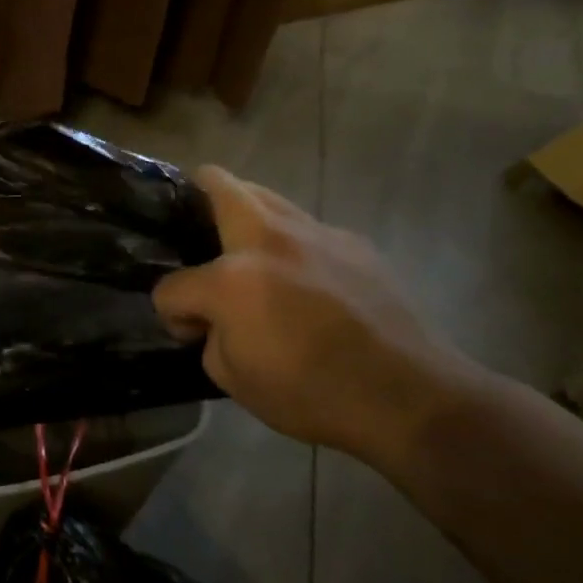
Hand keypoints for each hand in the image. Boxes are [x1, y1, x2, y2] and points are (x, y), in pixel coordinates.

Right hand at [153, 167, 483, 464]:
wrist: (410, 397)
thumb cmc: (312, 393)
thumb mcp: (232, 378)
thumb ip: (210, 336)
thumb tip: (214, 320)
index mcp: (231, 279)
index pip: (172, 286)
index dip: (172, 312)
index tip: (190, 332)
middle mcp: (270, 241)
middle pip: (219, 185)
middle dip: (197, 195)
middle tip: (194, 226)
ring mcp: (317, 235)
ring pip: (266, 195)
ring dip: (245, 212)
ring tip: (246, 249)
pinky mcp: (355, 244)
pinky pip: (307, 228)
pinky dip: (291, 243)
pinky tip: (302, 278)